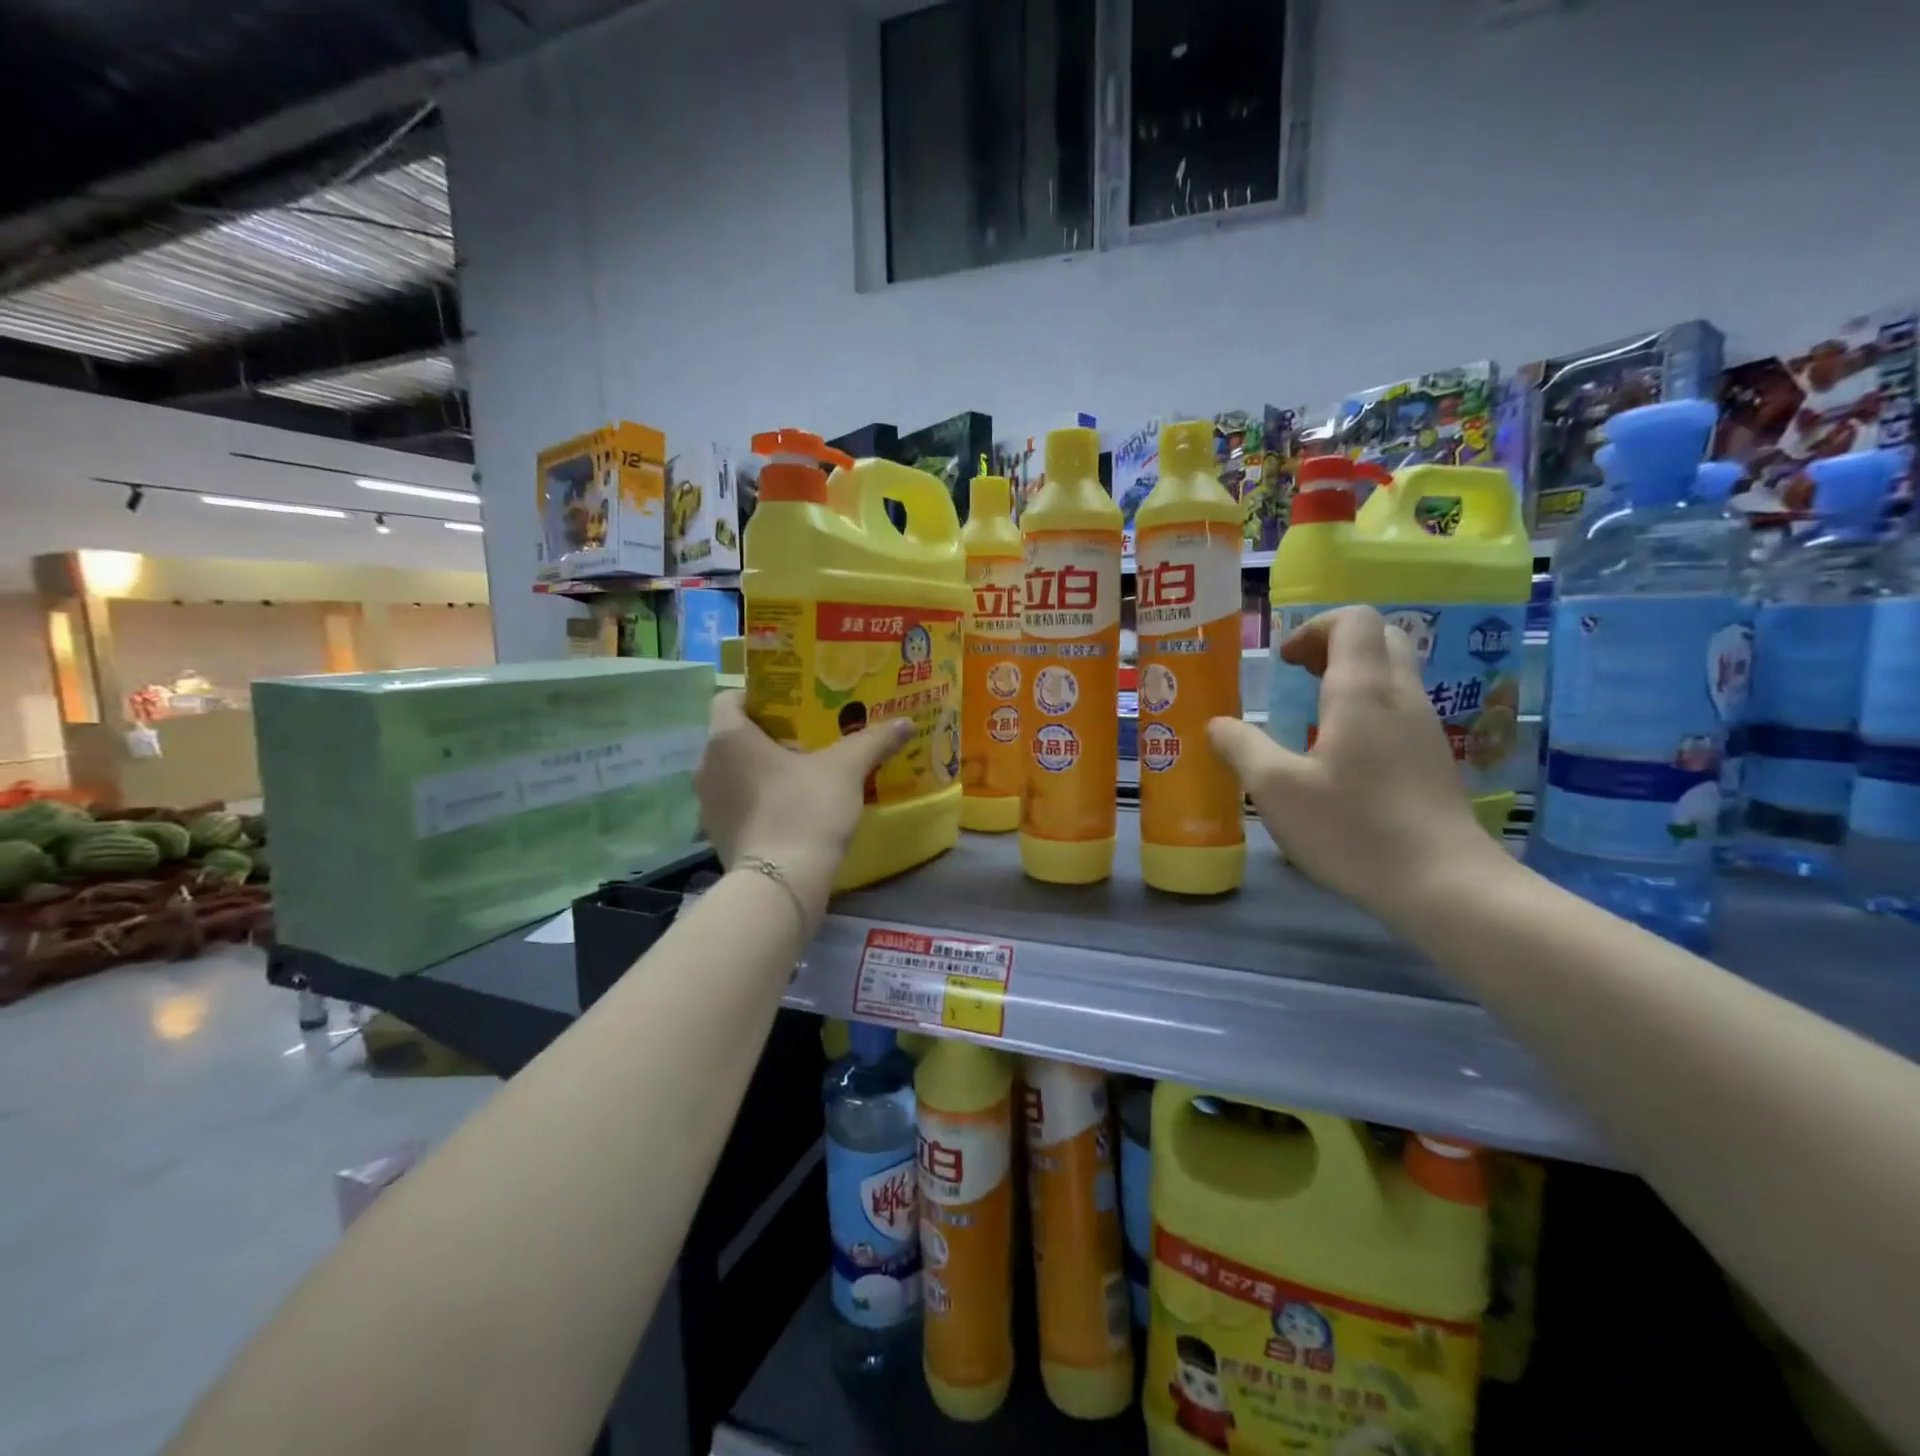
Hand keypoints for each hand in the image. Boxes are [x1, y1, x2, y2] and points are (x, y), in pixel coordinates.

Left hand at [694, 692, 911, 923]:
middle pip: (736, 736)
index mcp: (727, 737)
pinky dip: (760, 800)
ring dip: (764, 769)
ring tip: (804, 773)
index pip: (732, 698)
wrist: (781, 884)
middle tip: (810, 737)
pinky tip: (793, 807)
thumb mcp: (846, 769)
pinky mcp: (717, 835)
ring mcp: (708, 804)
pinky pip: (739, 803)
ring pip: (736, 772)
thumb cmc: (805, 809)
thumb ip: (873, 741)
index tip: (794, 707)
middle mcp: (708, 765)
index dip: (762, 697)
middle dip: (770, 735)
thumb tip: (904, 722)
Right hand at [1207, 606, 1503, 926]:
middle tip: (1297, 676)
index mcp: (1363, 692)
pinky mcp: (1433, 758)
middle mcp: (1402, 697)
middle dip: (1333, 644)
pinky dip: (1366, 707)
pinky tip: (1339, 753)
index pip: (1354, 620)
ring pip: (1393, 673)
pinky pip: (1399, 707)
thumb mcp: (1276, 789)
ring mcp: (1425, 728)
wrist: (1442, 884)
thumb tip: (1218, 724)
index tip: (1282, 662)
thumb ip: (1241, 747)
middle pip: (1381, 637)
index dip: (1313, 627)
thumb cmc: (1352, 828)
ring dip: (1351, 676)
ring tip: (1310, 714)